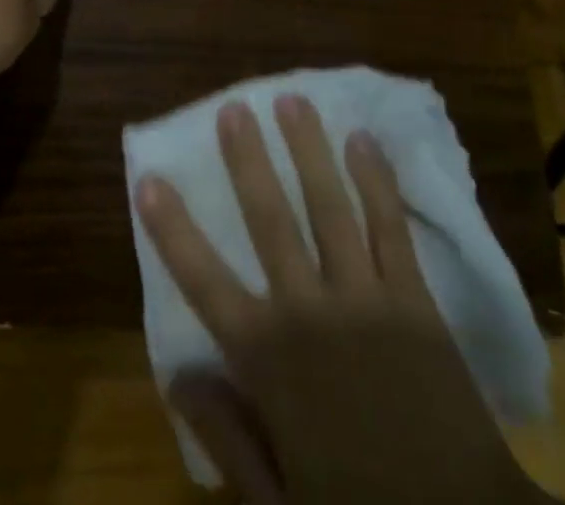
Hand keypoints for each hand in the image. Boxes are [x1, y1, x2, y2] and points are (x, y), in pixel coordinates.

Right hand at [135, 96, 550, 504]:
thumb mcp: (279, 503)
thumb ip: (227, 436)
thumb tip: (177, 374)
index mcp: (268, 360)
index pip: (204, 280)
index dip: (173, 229)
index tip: (150, 179)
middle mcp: (309, 311)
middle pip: (269, 218)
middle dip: (247, 160)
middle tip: (234, 107)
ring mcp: (364, 298)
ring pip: (329, 206)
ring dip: (308, 150)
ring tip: (292, 100)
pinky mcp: (414, 300)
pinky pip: (390, 227)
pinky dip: (376, 181)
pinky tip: (364, 142)